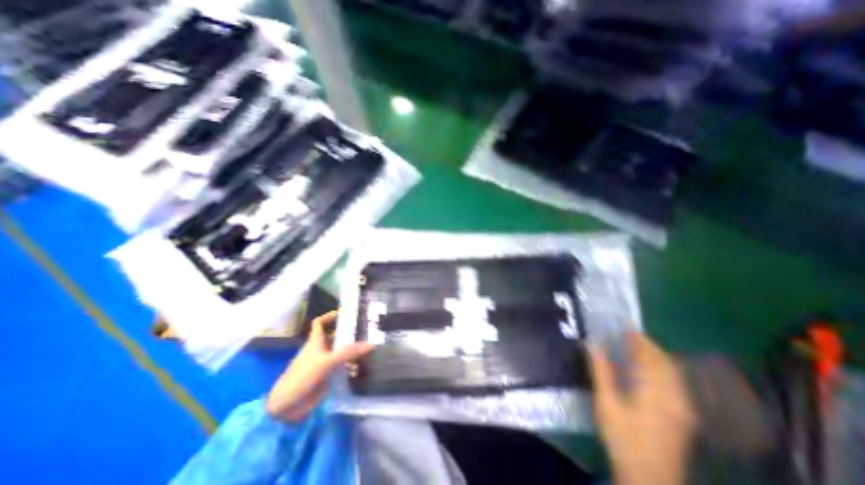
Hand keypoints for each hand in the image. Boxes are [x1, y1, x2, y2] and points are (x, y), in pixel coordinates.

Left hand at [265, 312, 370, 421]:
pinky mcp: (329, 376)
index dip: (330, 316)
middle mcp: (321, 350)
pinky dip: (353, 364)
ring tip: (372, 343)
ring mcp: (325, 363)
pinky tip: (366, 364)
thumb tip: (371, 344)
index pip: (320, 323)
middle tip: (368, 328)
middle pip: (335, 336)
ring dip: (353, 348)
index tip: (345, 312)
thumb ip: (348, 353)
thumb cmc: (302, 377)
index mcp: (316, 341)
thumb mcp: (326, 362)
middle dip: (349, 332)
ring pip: (341, 351)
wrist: (287, 408)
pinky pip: (343, 366)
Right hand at [592, 331, 697, 484]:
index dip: (635, 337)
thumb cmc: (623, 437)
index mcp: (654, 389)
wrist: (650, 478)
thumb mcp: (606, 402)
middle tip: (627, 332)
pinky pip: (675, 381)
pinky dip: (662, 368)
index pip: (647, 355)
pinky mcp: (683, 414)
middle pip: (663, 360)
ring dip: (655, 354)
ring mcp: (682, 406)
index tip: (623, 324)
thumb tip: (592, 343)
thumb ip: (601, 370)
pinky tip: (651, 369)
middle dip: (646, 343)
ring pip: (672, 371)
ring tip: (636, 345)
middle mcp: (673, 394)